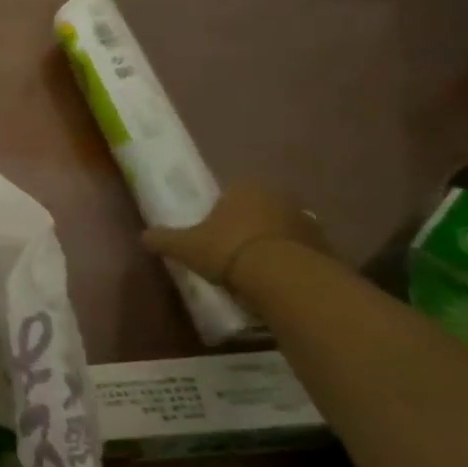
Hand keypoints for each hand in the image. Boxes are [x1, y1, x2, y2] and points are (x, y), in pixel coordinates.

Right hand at [143, 183, 328, 291]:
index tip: (212, 230)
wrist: (282, 275)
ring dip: (270, 241)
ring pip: (281, 227)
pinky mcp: (324, 244)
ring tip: (254, 267)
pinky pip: (300, 249)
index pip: (231, 191)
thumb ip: (164, 239)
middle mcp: (278, 196)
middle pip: (258, 208)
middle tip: (231, 249)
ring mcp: (305, 219)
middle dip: (247, 224)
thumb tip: (143, 235)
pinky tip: (276, 277)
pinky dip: (289, 259)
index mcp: (244, 188)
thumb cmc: (227, 250)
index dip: (220, 210)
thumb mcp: (185, 246)